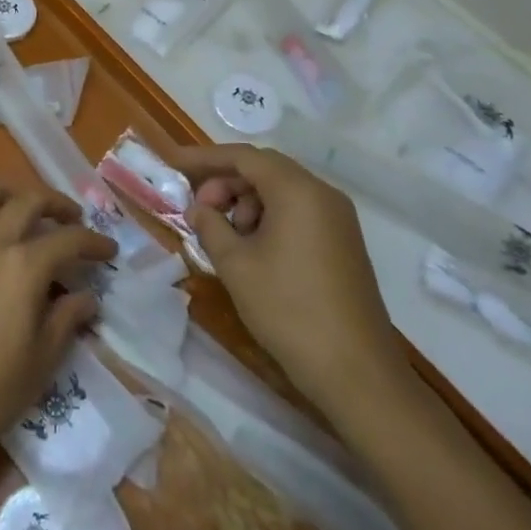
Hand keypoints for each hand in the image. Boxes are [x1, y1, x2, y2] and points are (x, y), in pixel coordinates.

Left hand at [0, 180, 116, 484]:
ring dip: (6, 194)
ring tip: (19, 212)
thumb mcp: (41, 362)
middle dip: (56, 204)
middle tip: (71, 221)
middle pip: (27, 201)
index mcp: (23, 267)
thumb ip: (66, 320)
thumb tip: (86, 297)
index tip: (108, 251)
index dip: (94, 242)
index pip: (68, 240)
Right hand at [166, 143, 409, 416]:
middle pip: (264, 170)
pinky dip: (268, 218)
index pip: (244, 157)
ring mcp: (338, 219)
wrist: (357, 372)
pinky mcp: (343, 243)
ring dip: (246, 203)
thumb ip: (210, 226)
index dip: (205, 158)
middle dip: (225, 183)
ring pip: (281, 191)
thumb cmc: (289, 310)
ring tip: (225, 237)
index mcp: (298, 191)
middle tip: (199, 210)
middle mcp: (322, 194)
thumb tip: (199, 209)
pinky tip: (252, 250)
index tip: (174, 164)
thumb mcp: (236, 265)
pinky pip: (298, 212)